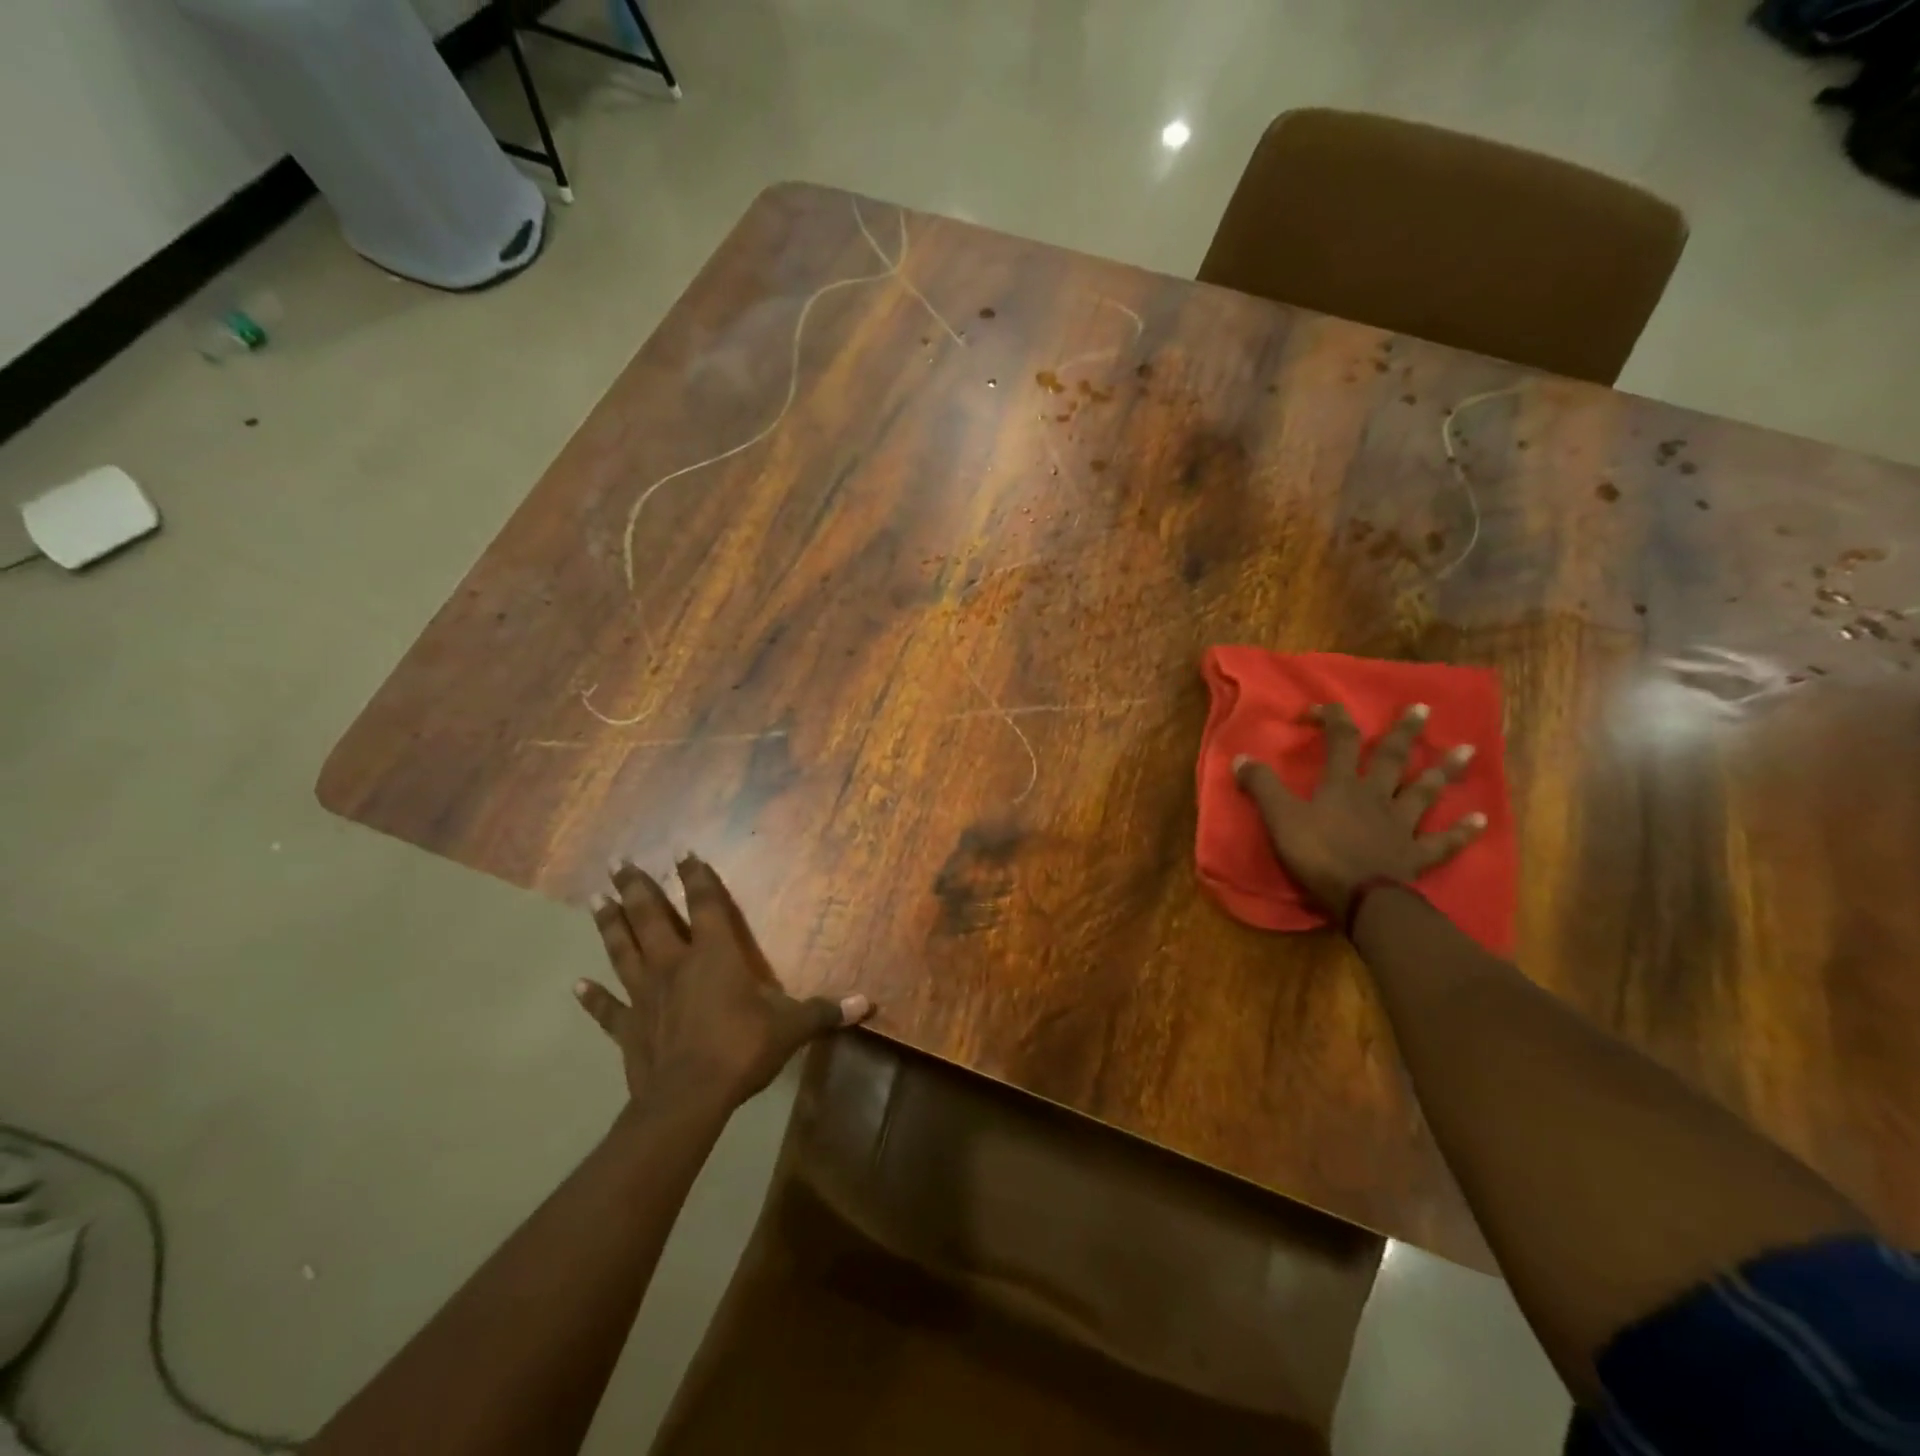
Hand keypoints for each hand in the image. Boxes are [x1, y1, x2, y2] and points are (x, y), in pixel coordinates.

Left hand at [575, 854, 871, 1113]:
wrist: (689, 1098)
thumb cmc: (742, 1049)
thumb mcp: (791, 1028)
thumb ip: (825, 1011)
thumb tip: (868, 1003)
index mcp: (715, 955)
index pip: (705, 906)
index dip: (696, 877)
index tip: (681, 852)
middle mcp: (675, 965)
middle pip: (650, 918)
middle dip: (636, 888)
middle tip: (617, 862)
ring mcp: (646, 995)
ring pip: (623, 951)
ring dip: (609, 924)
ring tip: (594, 898)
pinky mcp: (628, 1029)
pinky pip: (607, 1010)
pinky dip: (591, 998)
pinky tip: (575, 984)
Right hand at [1233, 702, 1486, 921]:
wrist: (1360, 898)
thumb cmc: (1317, 854)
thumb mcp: (1279, 817)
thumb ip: (1261, 786)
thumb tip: (1240, 757)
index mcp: (1342, 785)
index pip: (1340, 741)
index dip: (1333, 719)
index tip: (1323, 707)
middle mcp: (1376, 797)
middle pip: (1391, 759)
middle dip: (1404, 733)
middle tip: (1423, 709)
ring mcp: (1400, 825)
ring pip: (1424, 792)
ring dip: (1444, 772)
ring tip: (1467, 750)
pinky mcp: (1415, 855)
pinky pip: (1442, 841)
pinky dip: (1461, 831)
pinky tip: (1481, 820)